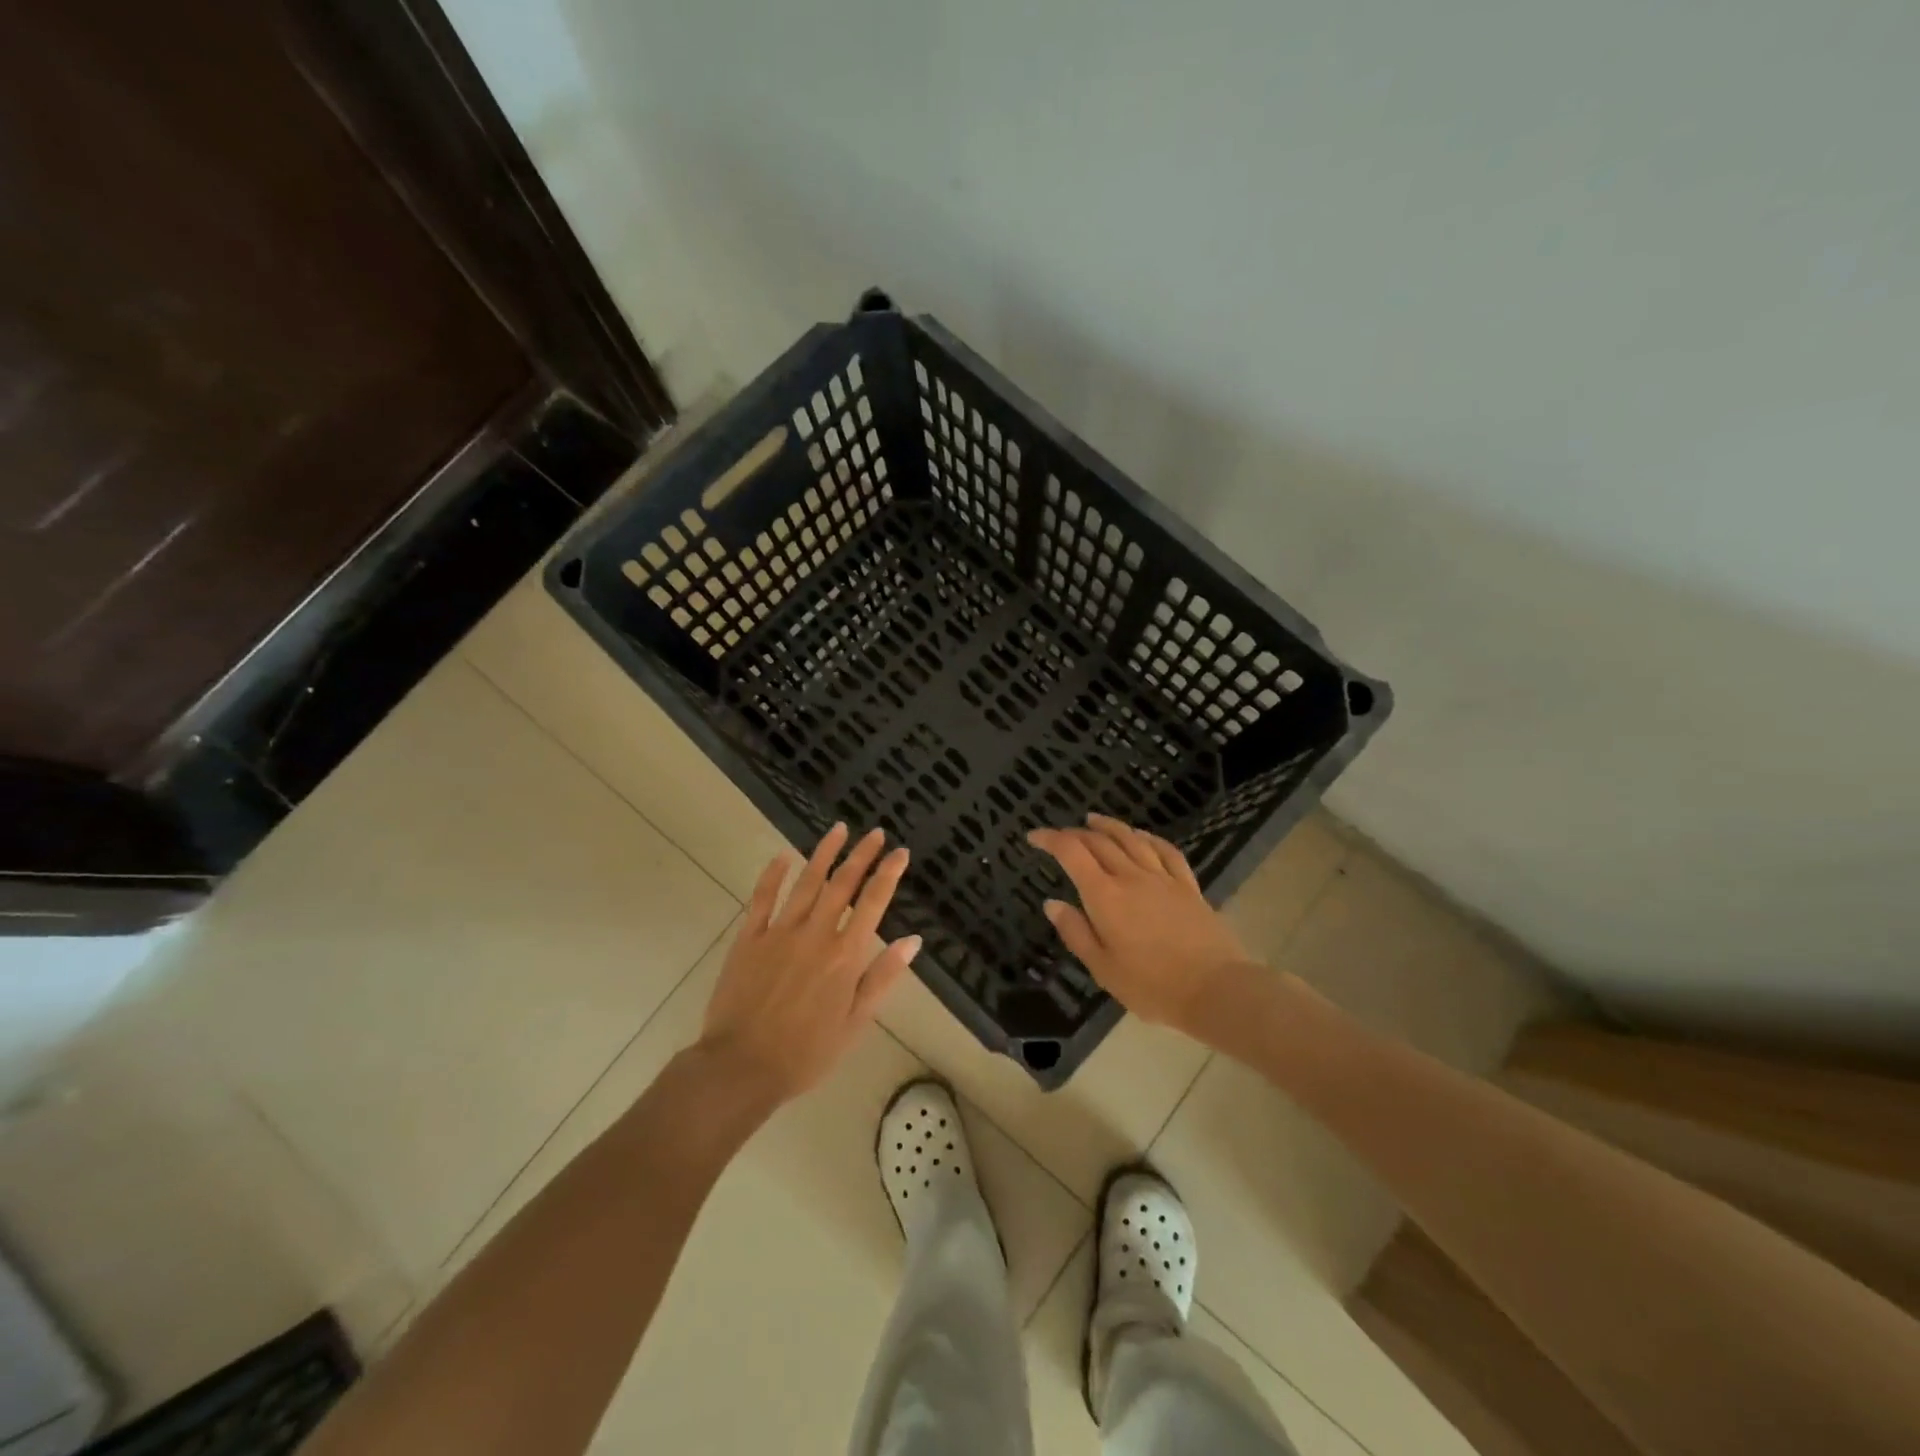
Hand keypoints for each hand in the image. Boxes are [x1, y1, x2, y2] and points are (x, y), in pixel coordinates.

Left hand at [698, 824, 919, 1108]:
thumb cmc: (806, 1053)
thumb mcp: (855, 1024)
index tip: (900, 851)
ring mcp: (779, 932)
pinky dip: (773, 875)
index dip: (888, 874)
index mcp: (845, 956)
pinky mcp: (749, 938)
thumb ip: (882, 978)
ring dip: (824, 853)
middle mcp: (815, 934)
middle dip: (861, 855)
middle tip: (874, 832)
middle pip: (842, 884)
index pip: (873, 903)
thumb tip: (913, 941)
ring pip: (806, 882)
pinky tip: (783, 856)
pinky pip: (763, 898)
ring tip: (838, 829)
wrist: (741, 1067)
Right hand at [1028, 814, 1259, 1037]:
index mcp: (1105, 896)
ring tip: (1094, 819)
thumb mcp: (1102, 968)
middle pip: (1100, 841)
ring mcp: (1162, 878)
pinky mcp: (1188, 886)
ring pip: (1132, 839)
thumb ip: (1075, 932)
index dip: (1050, 839)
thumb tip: (1052, 903)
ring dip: (1109, 826)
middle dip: (1075, 833)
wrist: (1214, 989)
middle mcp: (1131, 877)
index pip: (1072, 853)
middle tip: (1060, 835)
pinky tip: (1142, 836)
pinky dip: (1149, 838)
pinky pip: (1166, 851)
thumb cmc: (1151, 985)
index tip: (1034, 837)